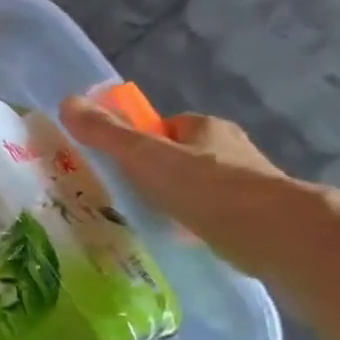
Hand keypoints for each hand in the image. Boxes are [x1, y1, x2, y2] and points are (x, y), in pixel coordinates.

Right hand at [59, 96, 335, 279]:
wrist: (273, 233)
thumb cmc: (204, 185)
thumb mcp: (142, 156)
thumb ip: (105, 133)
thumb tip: (66, 101)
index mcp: (206, 127)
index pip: (167, 126)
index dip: (141, 139)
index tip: (119, 162)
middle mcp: (231, 150)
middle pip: (182, 155)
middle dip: (157, 171)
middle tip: (125, 192)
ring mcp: (247, 185)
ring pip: (199, 186)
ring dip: (176, 198)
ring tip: (146, 218)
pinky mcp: (254, 218)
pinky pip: (212, 214)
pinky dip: (194, 222)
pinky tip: (176, 237)